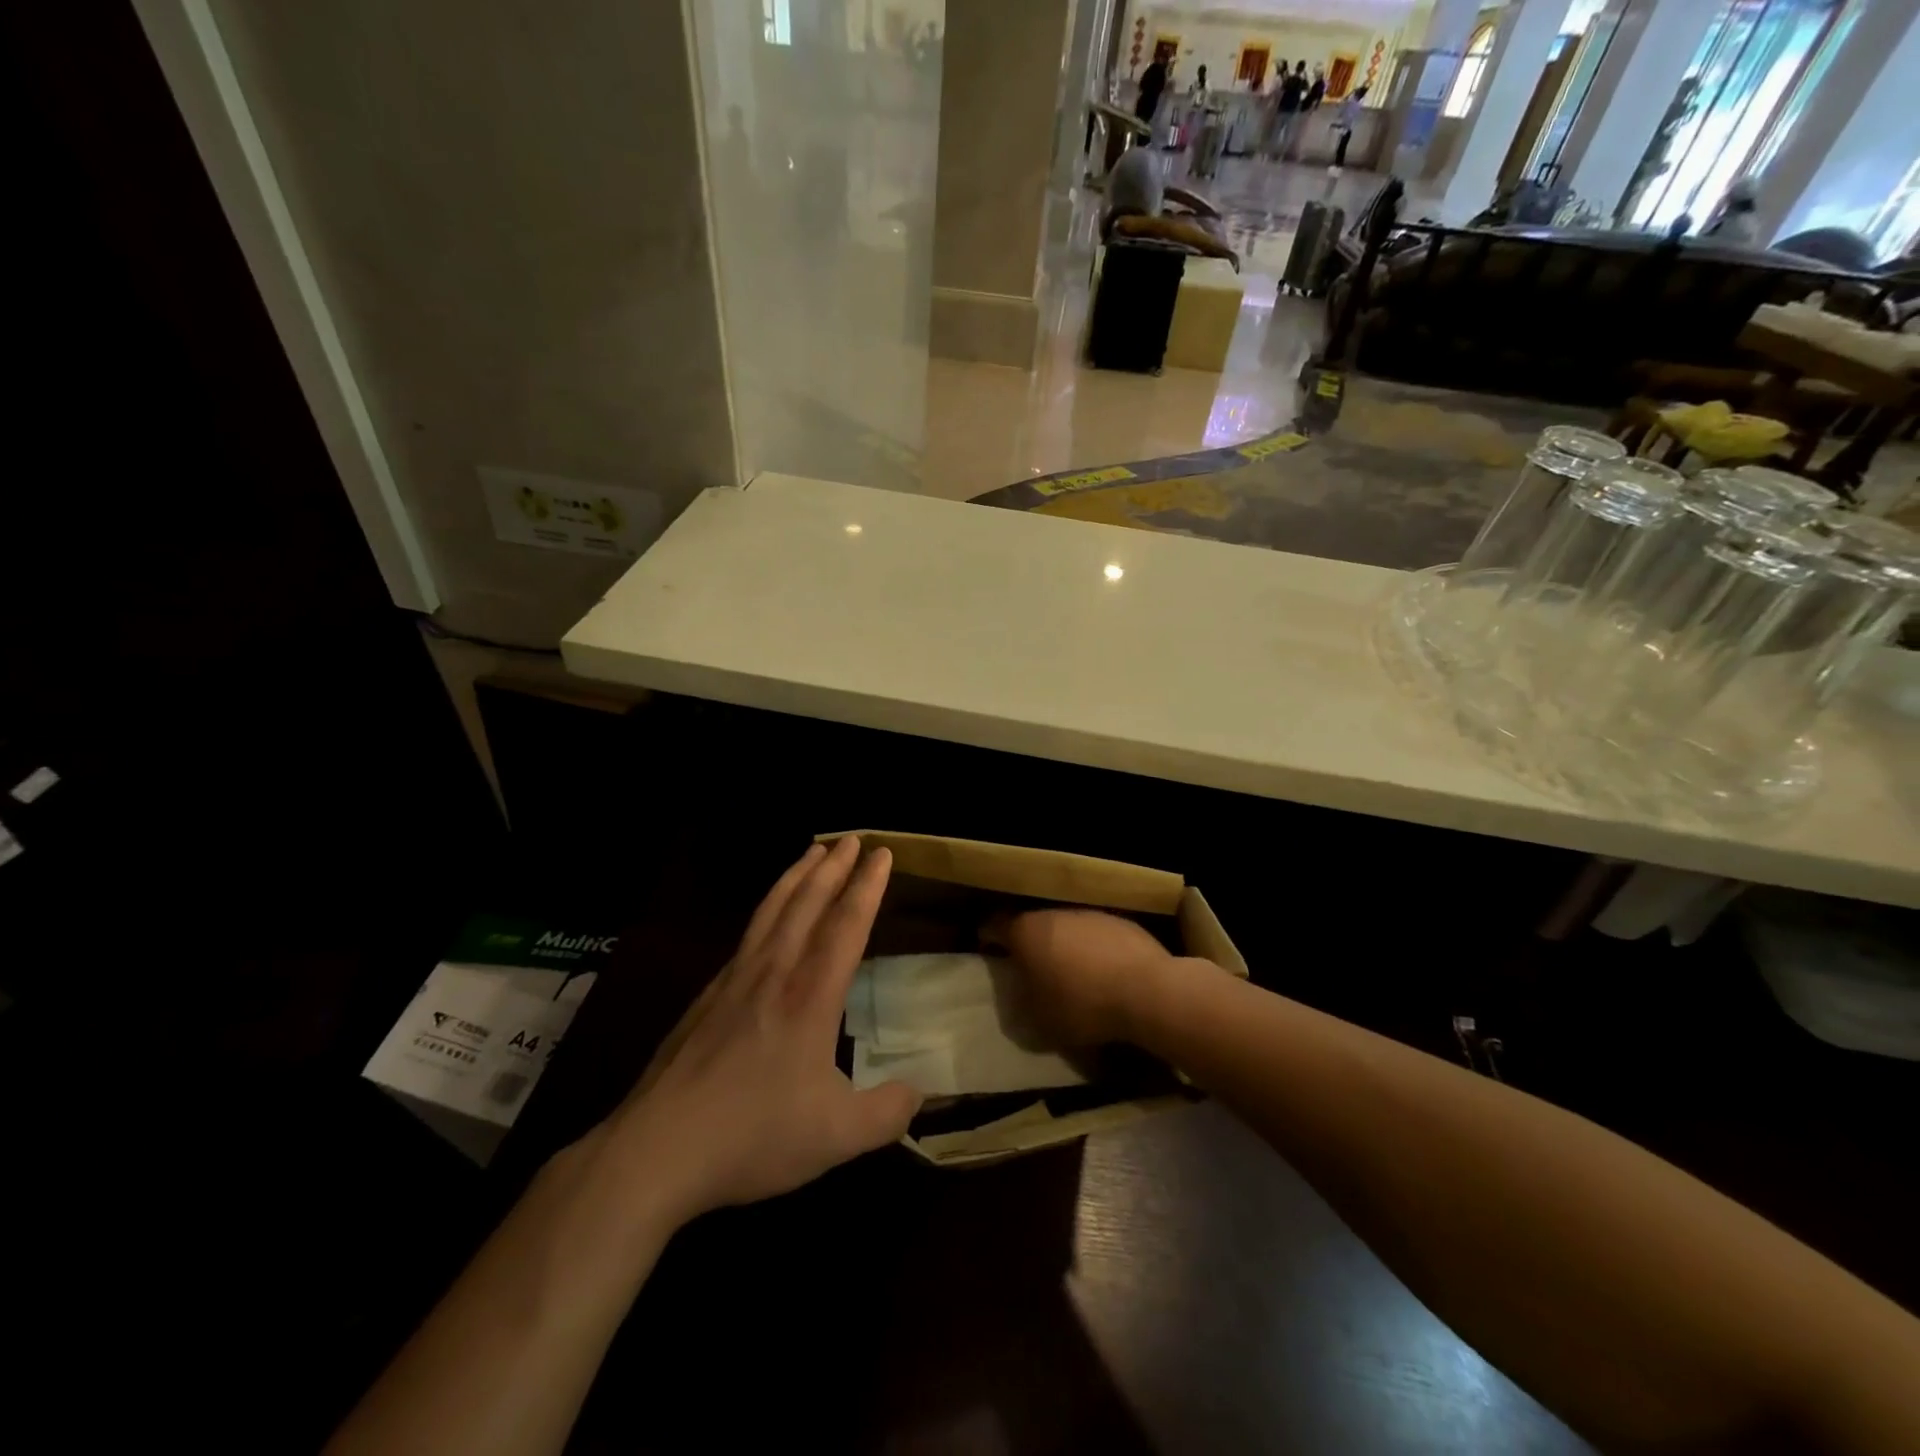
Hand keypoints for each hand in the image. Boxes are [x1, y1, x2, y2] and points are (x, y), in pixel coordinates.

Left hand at [603, 837, 920, 1224]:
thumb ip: (887, 1113)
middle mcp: (774, 973)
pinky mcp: (707, 996)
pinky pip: (748, 933)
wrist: (657, 1149)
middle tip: (852, 838)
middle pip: (807, 903)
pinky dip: (767, 906)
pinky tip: (767, 915)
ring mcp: (735, 980)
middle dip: (834, 867)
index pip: (846, 925)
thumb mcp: (836, 1136)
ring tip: (813, 851)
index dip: (867, 887)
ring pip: (772, 910)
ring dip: (797, 876)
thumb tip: (920, 1094)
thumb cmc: (753, 1135)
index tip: (881, 854)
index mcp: (810, 997)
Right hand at [987, 908, 1179, 1048]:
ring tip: (1071, 974)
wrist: (1147, 991)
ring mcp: (1089, 913)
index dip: (986, 936)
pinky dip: (1094, 949)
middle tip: (1030, 969)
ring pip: (1066, 927)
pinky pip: (1096, 934)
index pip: (993, 924)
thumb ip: (1020, 1007)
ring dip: (1064, 946)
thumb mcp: (1039, 1022)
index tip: (987, 949)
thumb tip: (1018, 999)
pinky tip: (1104, 974)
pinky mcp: (1121, 921)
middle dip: (1029, 944)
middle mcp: (1054, 913)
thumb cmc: (1082, 1005)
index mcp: (1025, 931)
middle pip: (1032, 924)